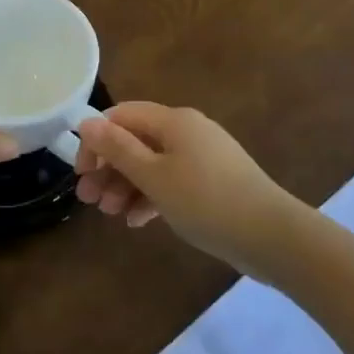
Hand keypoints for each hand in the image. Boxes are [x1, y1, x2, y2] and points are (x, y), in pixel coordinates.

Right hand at [75, 103, 304, 275]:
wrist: (272, 236)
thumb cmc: (206, 201)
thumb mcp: (154, 176)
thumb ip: (118, 149)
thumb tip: (86, 121)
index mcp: (173, 120)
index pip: (121, 117)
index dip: (96, 141)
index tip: (82, 173)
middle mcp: (187, 131)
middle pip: (136, 141)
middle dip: (109, 168)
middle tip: (88, 200)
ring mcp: (202, 157)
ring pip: (152, 164)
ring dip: (126, 185)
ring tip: (111, 214)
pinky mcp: (212, 182)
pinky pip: (172, 181)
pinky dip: (151, 196)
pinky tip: (137, 221)